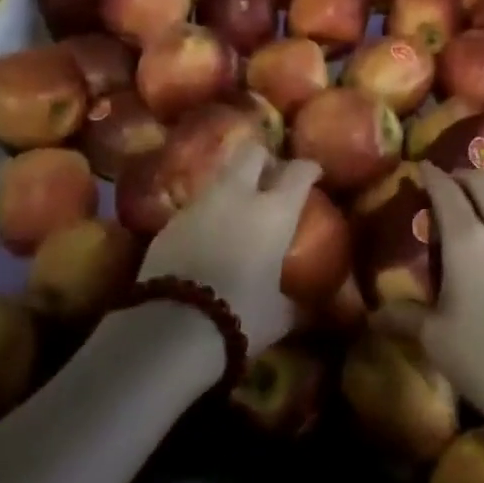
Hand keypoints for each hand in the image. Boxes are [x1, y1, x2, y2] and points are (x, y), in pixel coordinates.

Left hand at [141, 144, 317, 355]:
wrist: (174, 328)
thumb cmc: (241, 316)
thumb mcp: (278, 314)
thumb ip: (292, 298)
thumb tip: (303, 301)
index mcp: (274, 212)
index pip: (298, 172)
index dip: (308, 169)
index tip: (313, 173)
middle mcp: (238, 195)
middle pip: (253, 153)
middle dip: (264, 160)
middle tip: (270, 177)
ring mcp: (200, 204)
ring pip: (220, 175)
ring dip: (232, 185)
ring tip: (237, 208)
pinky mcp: (170, 221)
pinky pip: (195, 206)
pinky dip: (206, 214)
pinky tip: (208, 235)